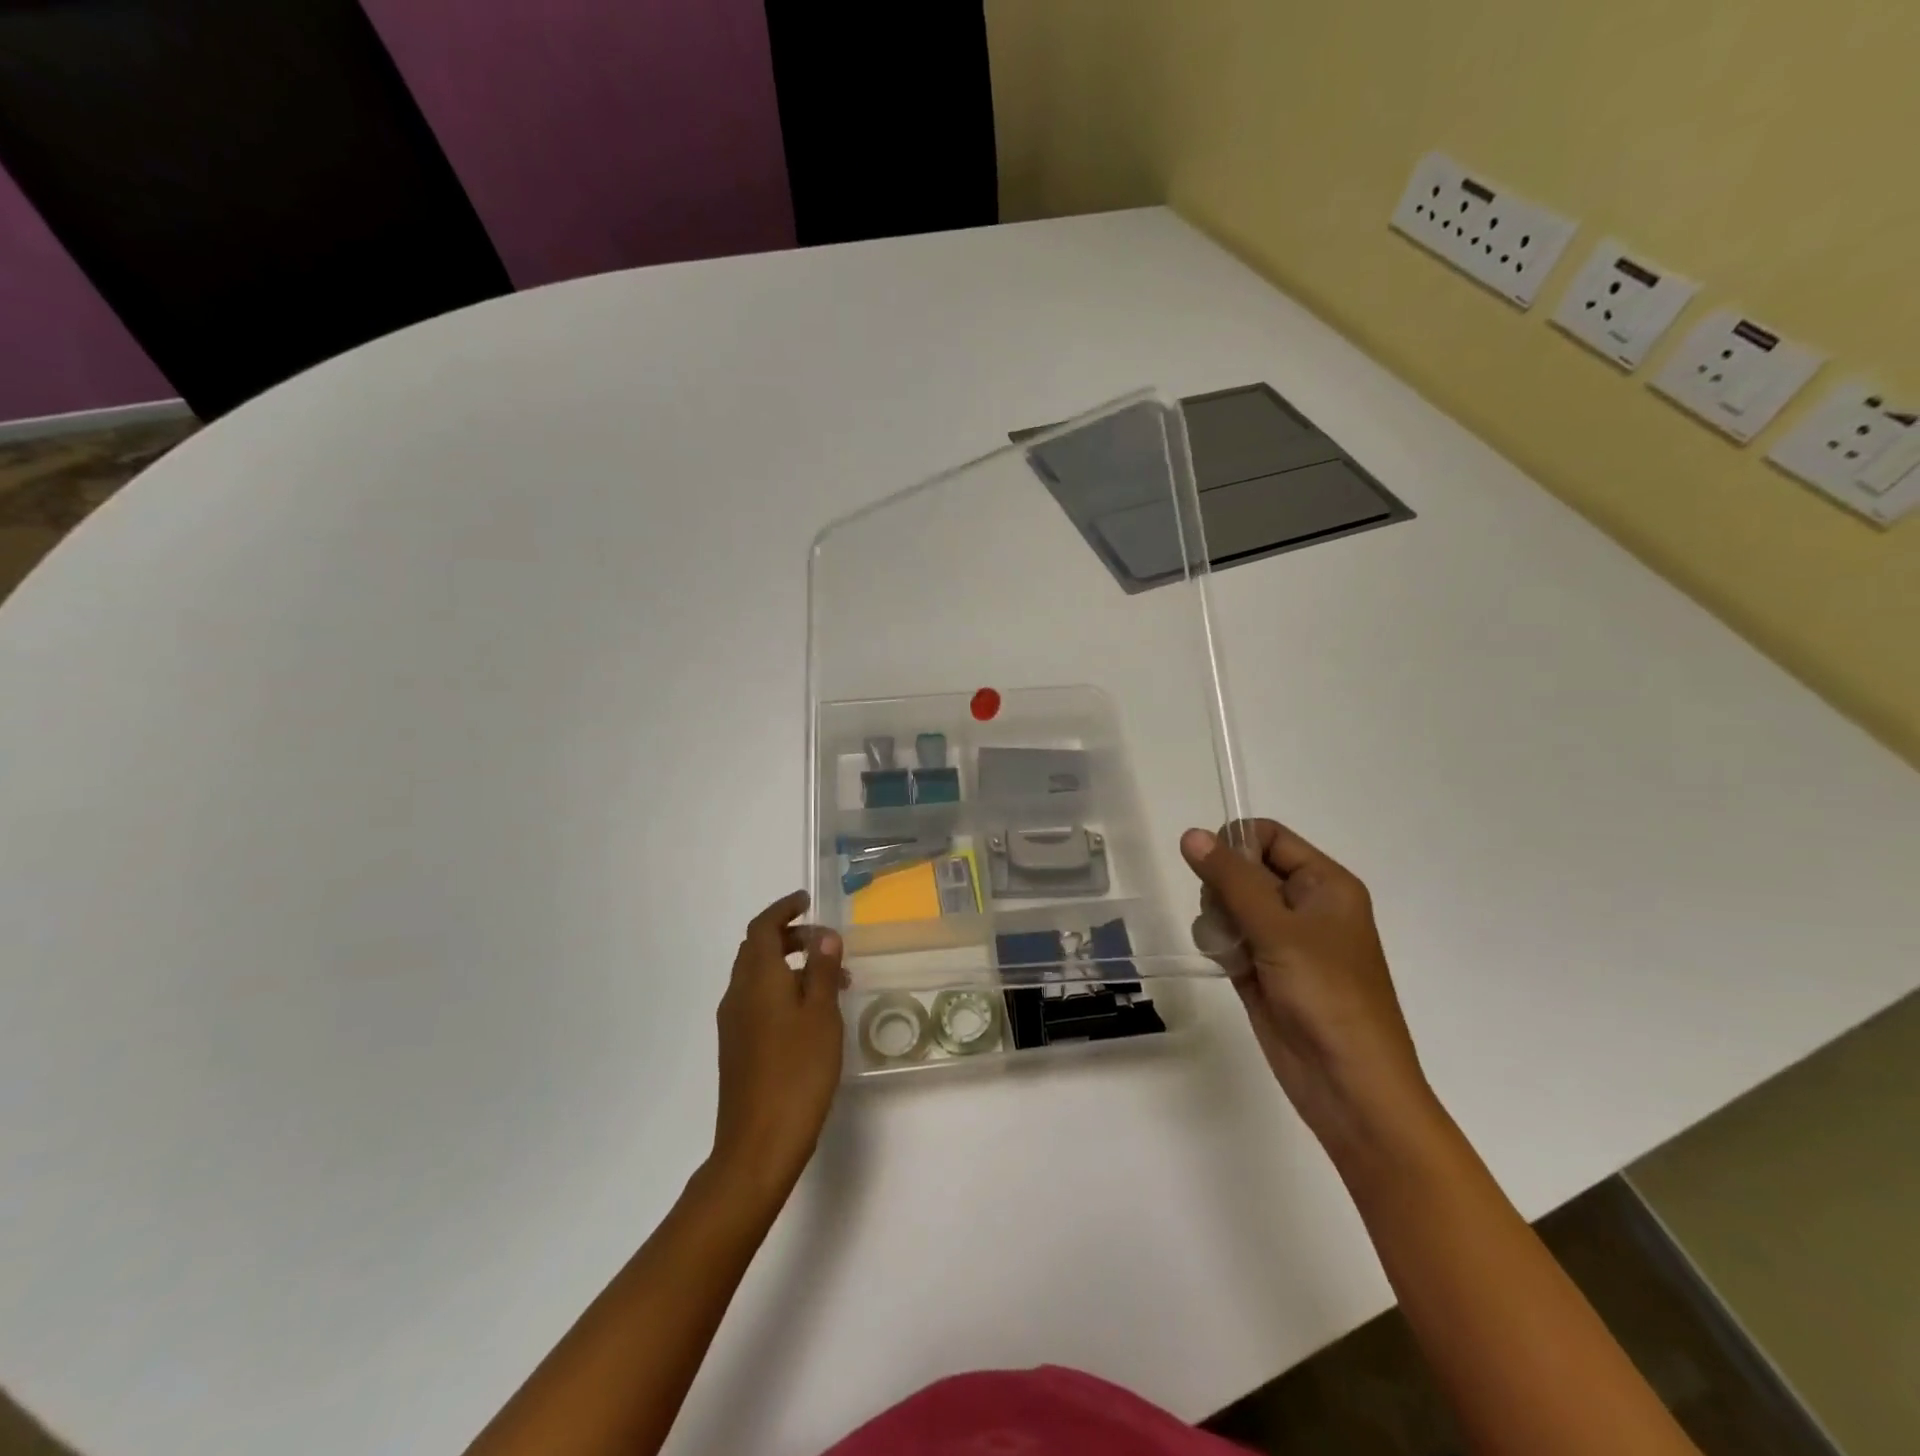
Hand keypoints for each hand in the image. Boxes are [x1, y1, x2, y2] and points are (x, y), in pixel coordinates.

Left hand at [710, 890, 844, 1199]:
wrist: (758, 1145)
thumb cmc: (797, 1073)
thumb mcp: (821, 1016)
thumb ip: (822, 971)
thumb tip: (824, 936)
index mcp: (758, 980)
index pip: (763, 928)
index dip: (783, 909)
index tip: (806, 900)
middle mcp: (738, 994)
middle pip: (757, 949)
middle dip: (790, 937)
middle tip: (827, 943)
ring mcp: (734, 1023)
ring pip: (758, 976)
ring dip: (790, 966)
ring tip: (831, 981)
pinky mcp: (737, 1047)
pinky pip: (757, 1000)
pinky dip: (782, 990)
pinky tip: (810, 1015)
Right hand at [1182, 820, 1433, 1149]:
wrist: (1349, 1086)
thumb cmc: (1327, 996)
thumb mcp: (1279, 929)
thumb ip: (1231, 879)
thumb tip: (1190, 834)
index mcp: (1324, 884)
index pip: (1269, 836)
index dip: (1235, 845)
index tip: (1213, 871)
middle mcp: (1304, 905)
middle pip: (1243, 869)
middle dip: (1223, 888)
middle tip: (1228, 917)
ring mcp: (1282, 939)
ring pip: (1229, 904)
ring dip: (1218, 920)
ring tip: (1231, 949)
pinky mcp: (1263, 969)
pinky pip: (1227, 937)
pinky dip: (1219, 946)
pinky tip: (1228, 966)